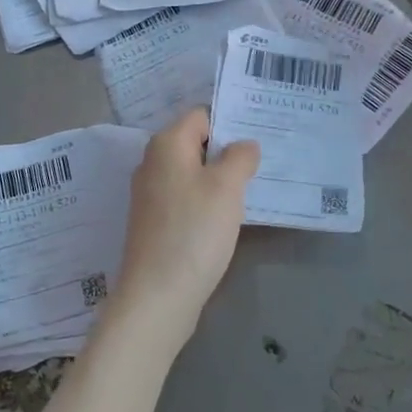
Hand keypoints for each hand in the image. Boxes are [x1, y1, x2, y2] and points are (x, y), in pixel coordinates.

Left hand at [109, 110, 259, 348]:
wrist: (157, 296)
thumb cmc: (194, 231)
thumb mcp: (227, 187)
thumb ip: (239, 157)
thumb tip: (244, 145)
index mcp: (166, 144)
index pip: (201, 115)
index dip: (230, 122)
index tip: (259, 136)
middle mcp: (152, 163)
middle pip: (195, 143)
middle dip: (227, 151)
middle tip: (261, 162)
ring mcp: (150, 194)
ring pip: (191, 173)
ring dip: (218, 178)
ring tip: (250, 188)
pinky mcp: (153, 222)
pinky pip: (185, 198)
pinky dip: (205, 201)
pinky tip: (226, 217)